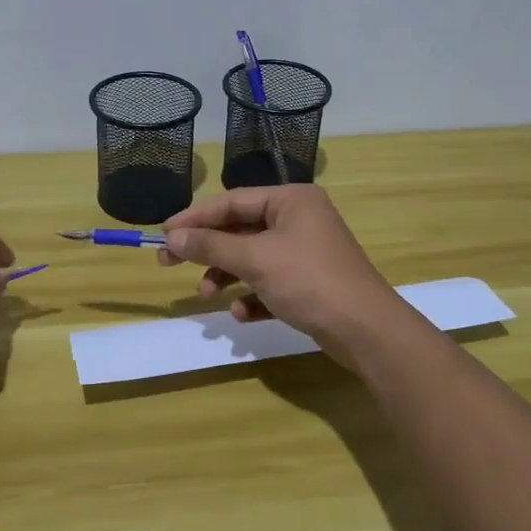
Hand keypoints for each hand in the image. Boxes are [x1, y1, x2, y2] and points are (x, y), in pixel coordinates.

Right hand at [157, 185, 402, 355]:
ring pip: (252, 258)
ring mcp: (306, 252)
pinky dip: (252, 295)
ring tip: (207, 295)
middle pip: (240, 229)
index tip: (163, 233)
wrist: (366, 330)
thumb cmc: (309, 280)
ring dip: (226, 276)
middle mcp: (299, 219)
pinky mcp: (310, 283)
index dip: (195, 217)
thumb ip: (210, 246)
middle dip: (208, 251)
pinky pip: (269, 282)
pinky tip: (243, 314)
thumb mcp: (254, 259)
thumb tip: (171, 237)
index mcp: (291, 200)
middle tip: (168, 264)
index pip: (232, 201)